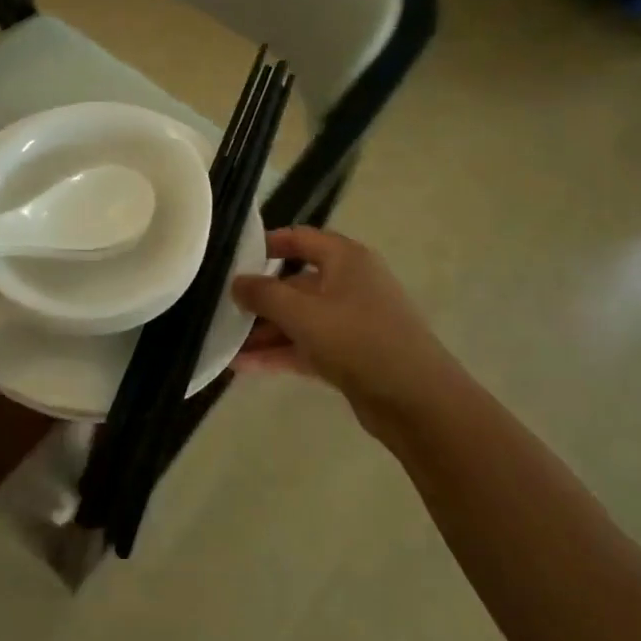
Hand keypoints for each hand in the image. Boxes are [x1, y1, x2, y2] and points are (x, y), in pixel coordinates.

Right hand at [232, 227, 459, 427]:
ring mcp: (352, 321)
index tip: (234, 258)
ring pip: (299, 319)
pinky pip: (307, 346)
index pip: (300, 238)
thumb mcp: (303, 313)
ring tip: (224, 344)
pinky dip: (279, 353)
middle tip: (222, 309)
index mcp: (346, 259)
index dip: (267, 244)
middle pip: (295, 283)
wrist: (418, 402)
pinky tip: (244, 366)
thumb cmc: (359, 340)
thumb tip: (236, 282)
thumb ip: (263, 294)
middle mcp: (350, 284)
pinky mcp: (351, 355)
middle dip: (259, 299)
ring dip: (264, 331)